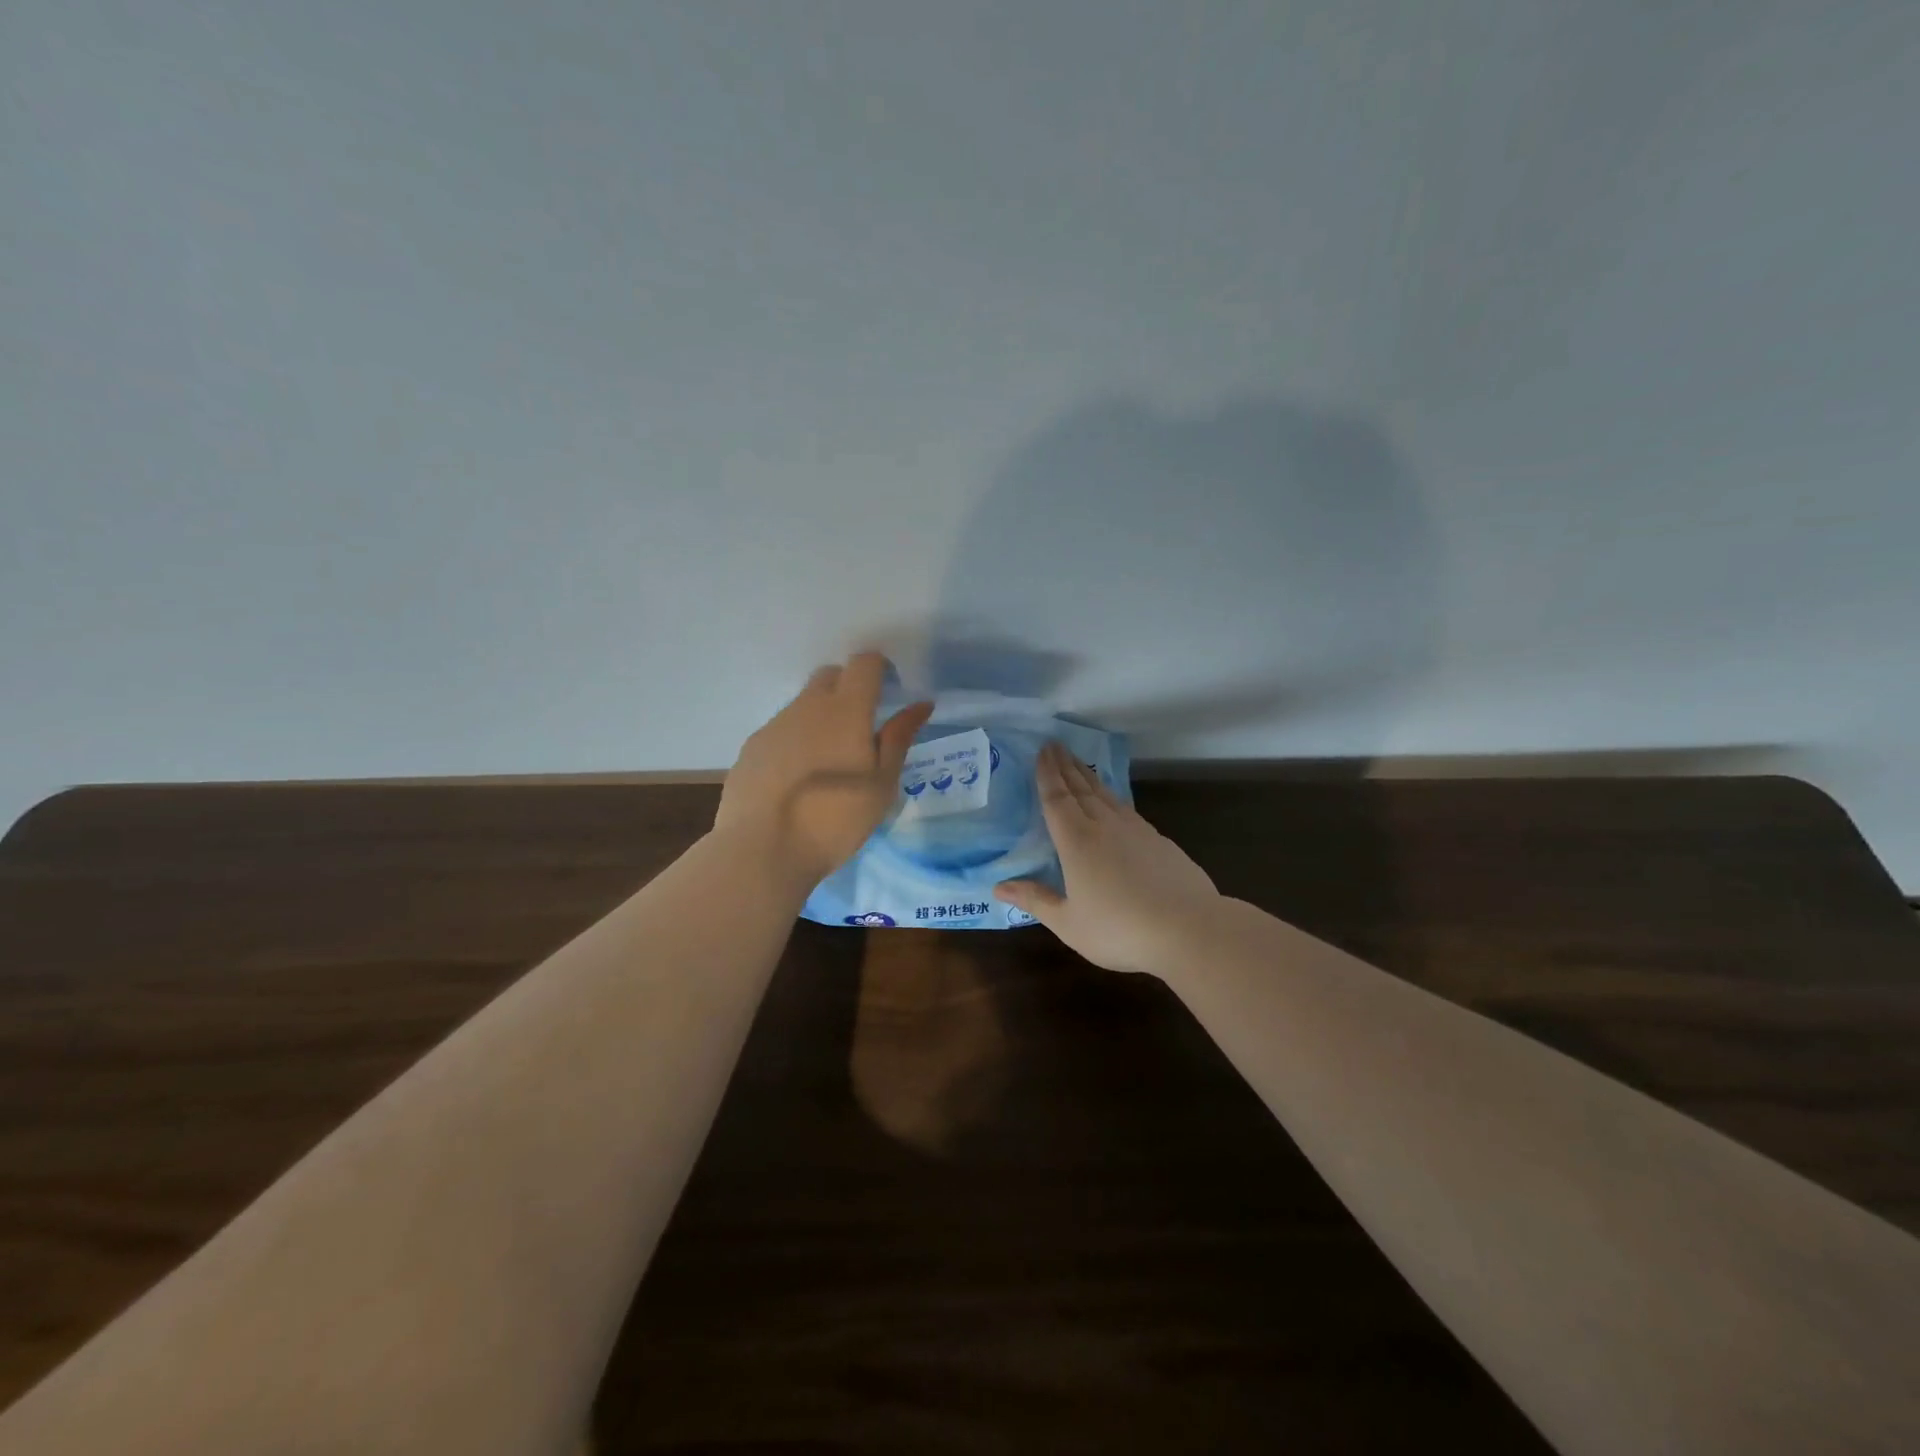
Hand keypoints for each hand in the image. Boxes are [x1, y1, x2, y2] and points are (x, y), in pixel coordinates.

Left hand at [716, 652, 933, 886]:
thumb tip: (920, 704)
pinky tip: (797, 780)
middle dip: (849, 688)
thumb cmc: (835, 819)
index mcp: (846, 709)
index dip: (879, 670)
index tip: (890, 693)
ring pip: (803, 705)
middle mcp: (807, 706)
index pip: (864, 663)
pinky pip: (781, 731)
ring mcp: (774, 726)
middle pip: (830, 676)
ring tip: (829, 762)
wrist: (762, 850)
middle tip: (862, 728)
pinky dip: (795, 741)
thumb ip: (899, 738)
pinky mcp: (750, 748)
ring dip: (821, 717)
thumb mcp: (881, 784)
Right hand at [994, 742, 1221, 977]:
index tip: (1042, 751)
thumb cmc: (1119, 929)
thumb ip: (1035, 900)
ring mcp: (1136, 830)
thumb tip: (998, 886)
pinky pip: (1127, 809)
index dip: (1047, 774)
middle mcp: (1104, 826)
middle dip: (1066, 766)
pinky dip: (1112, 797)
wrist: (1189, 929)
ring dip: (1089, 776)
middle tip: (1055, 745)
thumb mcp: (1069, 923)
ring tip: (1078, 763)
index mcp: (1077, 842)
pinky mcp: (1159, 841)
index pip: (1056, 799)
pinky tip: (1114, 802)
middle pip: (1081, 788)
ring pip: (1106, 794)